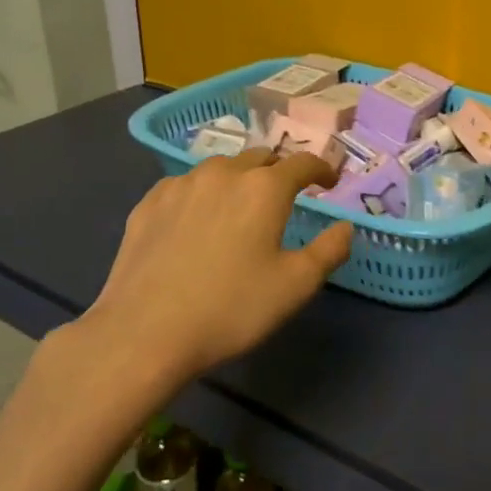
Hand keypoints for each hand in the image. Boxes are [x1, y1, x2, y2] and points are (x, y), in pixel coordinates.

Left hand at [65, 149, 353, 381]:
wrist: (145, 333)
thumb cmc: (231, 308)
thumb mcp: (295, 286)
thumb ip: (329, 250)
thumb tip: (345, 227)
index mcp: (265, 188)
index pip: (303, 163)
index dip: (322, 169)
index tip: (330, 181)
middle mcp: (224, 173)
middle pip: (261, 157)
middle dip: (279, 171)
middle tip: (286, 196)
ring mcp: (181, 185)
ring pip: (221, 168)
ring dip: (239, 179)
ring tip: (240, 206)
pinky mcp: (149, 203)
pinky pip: (186, 185)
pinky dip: (202, 194)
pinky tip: (197, 219)